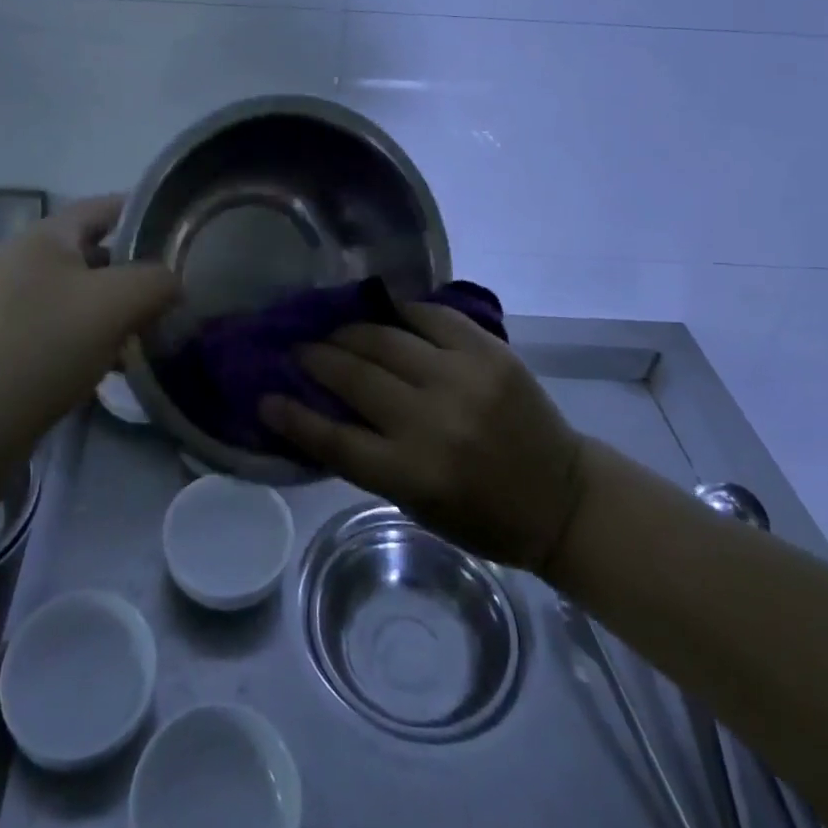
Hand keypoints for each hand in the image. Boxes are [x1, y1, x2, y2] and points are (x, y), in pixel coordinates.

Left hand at [0, 196, 179, 441]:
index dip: (143, 213)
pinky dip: (86, 335)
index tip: (179, 232)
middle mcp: (17, 260)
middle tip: (170, 291)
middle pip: (89, 252)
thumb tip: (172, 282)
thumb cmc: (44, 348)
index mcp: (41, 237)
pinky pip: (55, 324)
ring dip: (111, 308)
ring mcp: (2, 303)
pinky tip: (108, 364)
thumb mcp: (116, 304)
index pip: (102, 207)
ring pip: (74, 293)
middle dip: (132, 270)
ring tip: (146, 332)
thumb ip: (157, 280)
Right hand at [259, 303, 586, 572]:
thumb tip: (318, 410)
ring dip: (350, 330)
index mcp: (413, 473)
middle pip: (355, 376)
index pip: (334, 439)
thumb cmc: (482, 515)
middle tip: (300, 349)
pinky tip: (385, 312)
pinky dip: (402, 311)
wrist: (562, 496)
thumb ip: (368, 458)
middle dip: (317, 357)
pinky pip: (432, 316)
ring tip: (334, 328)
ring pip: (385, 338)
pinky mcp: (489, 352)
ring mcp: (463, 379)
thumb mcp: (416, 504)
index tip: (265, 396)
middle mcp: (433, 421)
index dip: (293, 415)